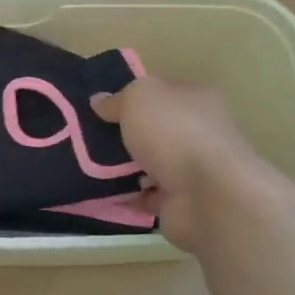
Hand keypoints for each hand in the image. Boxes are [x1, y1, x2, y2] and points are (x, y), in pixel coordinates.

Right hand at [92, 77, 267, 253]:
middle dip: (123, 135)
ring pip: (149, 164)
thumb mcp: (139, 98)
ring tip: (88, 167)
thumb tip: (100, 102)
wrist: (207, 196)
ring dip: (123, 168)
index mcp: (195, 100)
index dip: (131, 97)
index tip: (100, 108)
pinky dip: (128, 196)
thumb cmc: (175, 133)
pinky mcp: (182, 202)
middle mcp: (198, 132)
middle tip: (87, 139)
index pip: (161, 92)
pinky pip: (146, 196)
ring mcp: (192, 170)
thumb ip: (118, 99)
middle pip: (153, 130)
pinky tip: (103, 192)